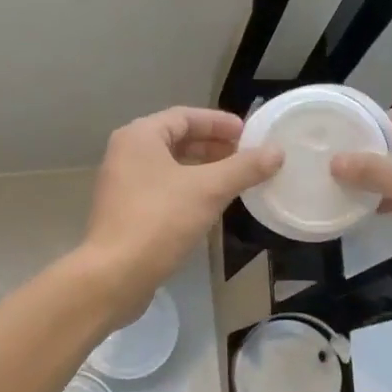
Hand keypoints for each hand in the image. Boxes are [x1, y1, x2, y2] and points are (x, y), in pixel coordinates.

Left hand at [82, 107, 281, 315]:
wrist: (114, 275)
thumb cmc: (160, 220)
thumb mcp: (209, 190)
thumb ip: (244, 168)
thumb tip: (277, 152)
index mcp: (139, 136)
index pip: (185, 116)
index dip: (219, 123)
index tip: (249, 134)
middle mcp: (126, 153)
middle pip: (176, 140)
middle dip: (213, 147)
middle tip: (246, 156)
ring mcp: (122, 184)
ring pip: (170, 167)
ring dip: (202, 170)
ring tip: (235, 179)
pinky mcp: (125, 212)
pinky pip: (162, 189)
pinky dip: (188, 189)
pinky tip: (211, 205)